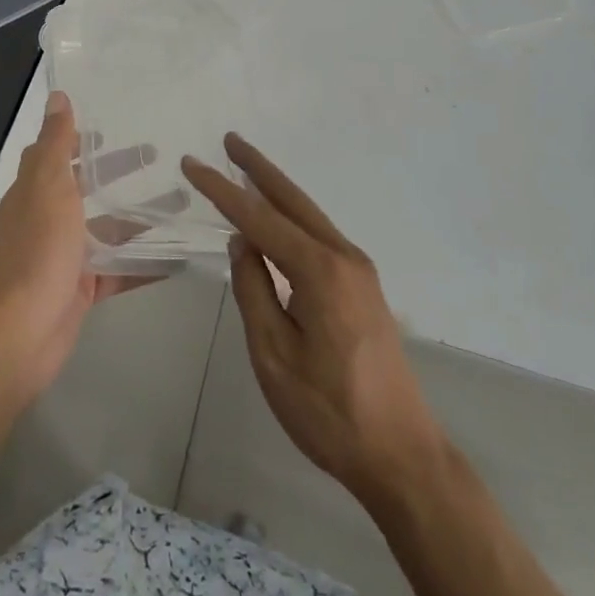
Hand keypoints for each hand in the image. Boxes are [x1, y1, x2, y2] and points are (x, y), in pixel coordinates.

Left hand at [0, 91, 150, 404]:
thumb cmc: (38, 250)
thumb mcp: (50, 185)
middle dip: (120, 171)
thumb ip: (57, 142)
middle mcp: (49, 219)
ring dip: (141, 215)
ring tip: (183, 201)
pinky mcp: (83, 288)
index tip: (114, 124)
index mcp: (36, 190)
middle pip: (88, 187)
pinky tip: (180, 254)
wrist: (22, 332)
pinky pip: (120, 268)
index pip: (57, 153)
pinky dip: (146, 261)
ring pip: (109, 228)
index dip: (80, 138)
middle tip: (159, 155)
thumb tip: (58, 96)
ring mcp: (66, 255)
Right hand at [183, 135, 446, 509]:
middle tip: (229, 140)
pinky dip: (292, 217)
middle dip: (258, 168)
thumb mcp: (274, 356)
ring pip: (309, 215)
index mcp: (320, 270)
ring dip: (276, 190)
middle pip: (292, 200)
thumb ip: (254, 291)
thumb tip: (243, 242)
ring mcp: (358, 270)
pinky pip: (319, 235)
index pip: (259, 218)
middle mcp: (343, 256)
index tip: (192, 163)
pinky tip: (278, 220)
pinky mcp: (363, 286)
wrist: (402, 455)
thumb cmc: (329, 412)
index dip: (222, 190)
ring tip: (246, 169)